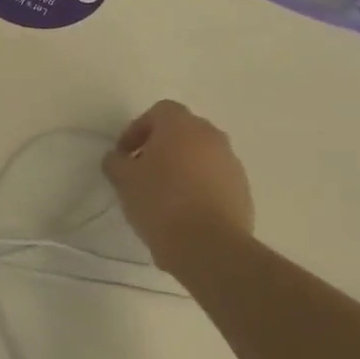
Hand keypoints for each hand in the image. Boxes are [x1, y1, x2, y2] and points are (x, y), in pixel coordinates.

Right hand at [101, 100, 253, 282]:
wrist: (209, 247)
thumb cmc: (160, 202)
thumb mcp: (124, 180)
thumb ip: (116, 162)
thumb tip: (118, 159)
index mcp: (181, 126)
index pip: (159, 111)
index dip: (138, 129)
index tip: (126, 155)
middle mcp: (211, 137)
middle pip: (183, 132)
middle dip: (162, 148)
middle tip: (143, 172)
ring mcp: (231, 164)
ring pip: (201, 157)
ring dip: (183, 169)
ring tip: (164, 197)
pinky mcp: (243, 192)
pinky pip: (216, 181)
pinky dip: (200, 189)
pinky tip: (185, 214)